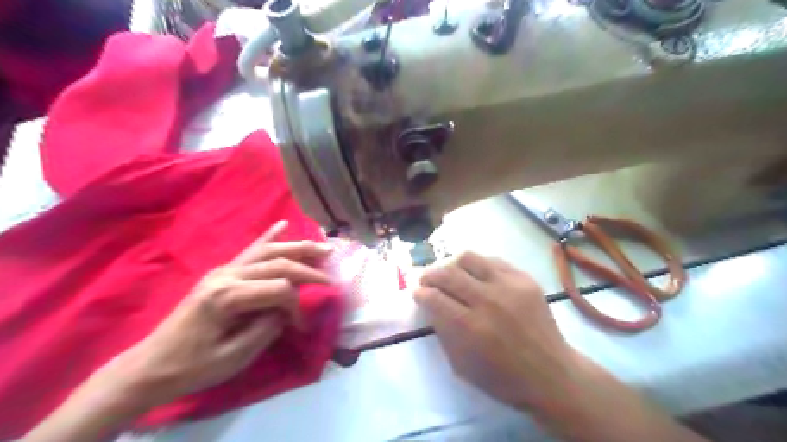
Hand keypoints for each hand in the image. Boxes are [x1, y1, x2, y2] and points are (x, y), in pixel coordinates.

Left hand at [89, 222, 331, 411]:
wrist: (152, 365)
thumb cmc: (193, 366)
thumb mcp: (235, 356)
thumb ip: (268, 328)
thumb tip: (288, 311)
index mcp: (228, 297)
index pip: (279, 289)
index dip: (296, 307)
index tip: (300, 326)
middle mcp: (227, 275)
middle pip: (278, 263)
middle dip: (308, 269)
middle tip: (331, 276)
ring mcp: (224, 270)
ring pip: (268, 251)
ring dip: (297, 248)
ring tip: (322, 246)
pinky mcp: (222, 272)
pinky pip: (250, 249)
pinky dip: (269, 236)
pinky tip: (283, 225)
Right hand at [415, 252, 576, 409]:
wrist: (551, 375)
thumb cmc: (503, 378)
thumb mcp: (461, 365)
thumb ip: (443, 330)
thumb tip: (432, 304)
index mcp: (470, 328)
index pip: (435, 298)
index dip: (421, 293)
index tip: (418, 294)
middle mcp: (488, 301)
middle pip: (449, 274)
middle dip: (430, 275)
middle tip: (427, 281)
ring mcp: (509, 286)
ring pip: (469, 259)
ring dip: (452, 265)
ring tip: (450, 274)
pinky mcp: (525, 279)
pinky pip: (493, 261)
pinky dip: (477, 266)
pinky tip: (475, 276)